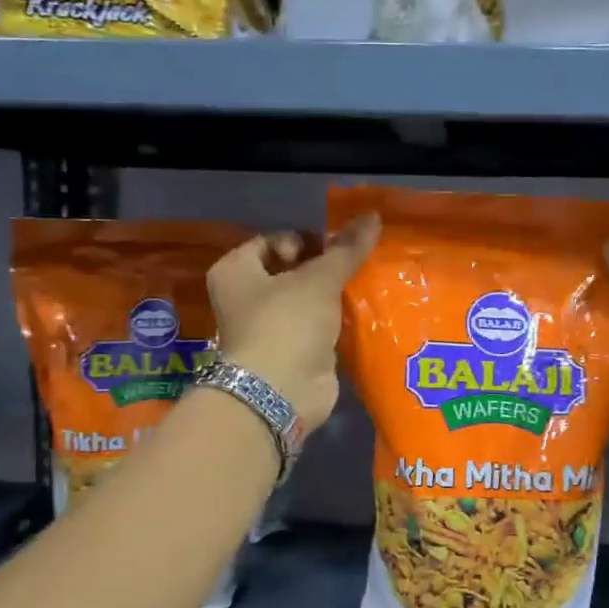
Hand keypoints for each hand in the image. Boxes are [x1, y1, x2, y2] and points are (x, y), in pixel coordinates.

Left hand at [206, 213, 380, 431]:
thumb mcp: (319, 279)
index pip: (275, 241)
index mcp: (236, 270)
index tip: (338, 249)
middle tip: (357, 266)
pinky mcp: (292, 352)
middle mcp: (246, 297)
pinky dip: (336, 322)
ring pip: (307, 300)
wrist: (280, 392)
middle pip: (292, 270)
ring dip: (333, 296)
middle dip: (325, 268)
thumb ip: (346, 249)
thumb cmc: (287, 324)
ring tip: (365, 286)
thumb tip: (372, 215)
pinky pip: (317, 327)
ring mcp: (269, 327)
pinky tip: (362, 315)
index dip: (308, 240)